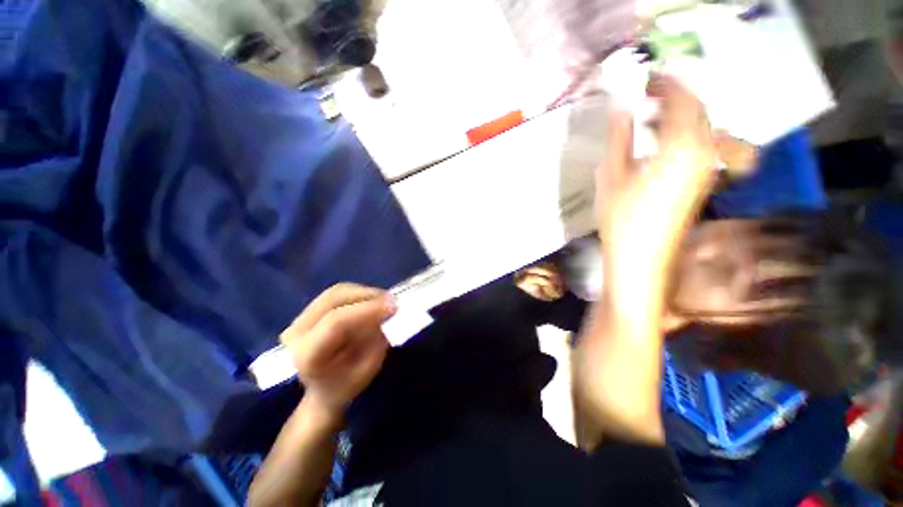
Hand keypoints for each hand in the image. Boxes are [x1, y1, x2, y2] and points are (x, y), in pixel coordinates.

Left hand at [280, 284, 396, 417]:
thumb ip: (375, 344)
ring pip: (337, 292)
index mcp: (306, 355)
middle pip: (334, 298)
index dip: (367, 310)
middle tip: (392, 301)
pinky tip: (373, 301)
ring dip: (365, 293)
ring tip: (385, 301)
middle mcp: (296, 332)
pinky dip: (359, 294)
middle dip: (368, 295)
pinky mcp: (308, 311)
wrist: (321, 390)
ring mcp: (299, 318)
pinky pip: (337, 293)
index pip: (336, 322)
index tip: (394, 307)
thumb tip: (384, 315)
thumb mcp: (366, 372)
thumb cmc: (345, 386)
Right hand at [597, 74, 717, 318]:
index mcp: (680, 148)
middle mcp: (702, 153)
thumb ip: (619, 138)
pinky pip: (699, 145)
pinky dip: (682, 134)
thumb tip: (622, 108)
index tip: (646, 78)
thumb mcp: (611, 175)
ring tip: (649, 118)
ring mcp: (705, 169)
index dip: (666, 85)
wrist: (641, 257)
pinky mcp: (701, 182)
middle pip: (697, 111)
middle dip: (674, 97)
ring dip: (678, 116)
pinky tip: (659, 143)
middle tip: (645, 95)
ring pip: (701, 128)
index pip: (682, 101)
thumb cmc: (621, 217)